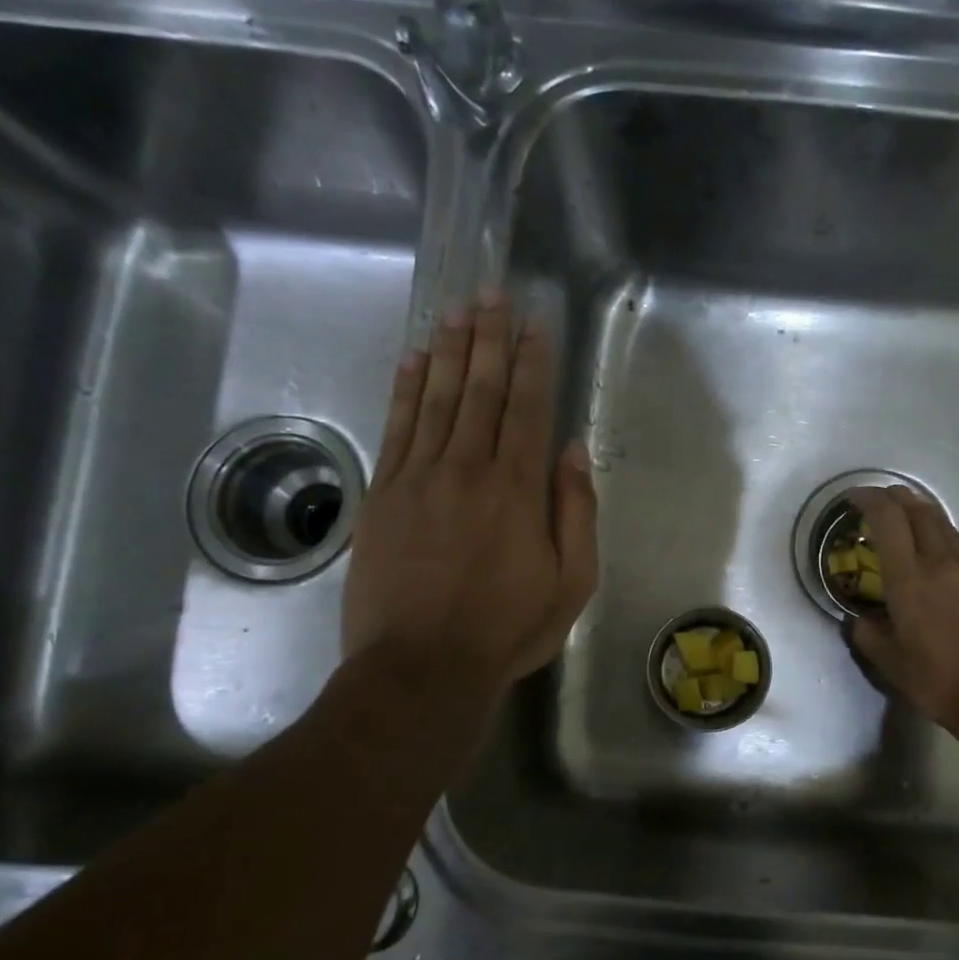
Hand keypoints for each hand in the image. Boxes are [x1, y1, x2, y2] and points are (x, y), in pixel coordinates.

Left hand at [342, 291, 597, 687]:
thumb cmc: (507, 628)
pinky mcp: (382, 495)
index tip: (534, 322)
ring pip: (437, 399)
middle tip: (490, 292)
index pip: (527, 408)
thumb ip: (576, 512)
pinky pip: (396, 428)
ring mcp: (419, 478)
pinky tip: (413, 360)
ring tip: (456, 310)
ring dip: (449, 351)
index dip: (532, 361)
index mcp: (518, 489)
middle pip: (480, 390)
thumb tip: (574, 451)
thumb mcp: (572, 582)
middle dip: (489, 338)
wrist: (421, 666)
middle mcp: (468, 469)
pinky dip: (405, 389)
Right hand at [846, 486, 958, 736]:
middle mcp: (942, 563)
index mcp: (910, 578)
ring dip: (921, 515)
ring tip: (906, 521)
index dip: (869, 499)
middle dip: (895, 498)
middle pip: (919, 510)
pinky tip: (938, 560)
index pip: (888, 518)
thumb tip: (862, 619)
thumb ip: (868, 633)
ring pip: (944, 525)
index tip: (854, 498)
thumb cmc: (938, 681)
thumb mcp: (889, 663)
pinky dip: (943, 541)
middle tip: (878, 503)